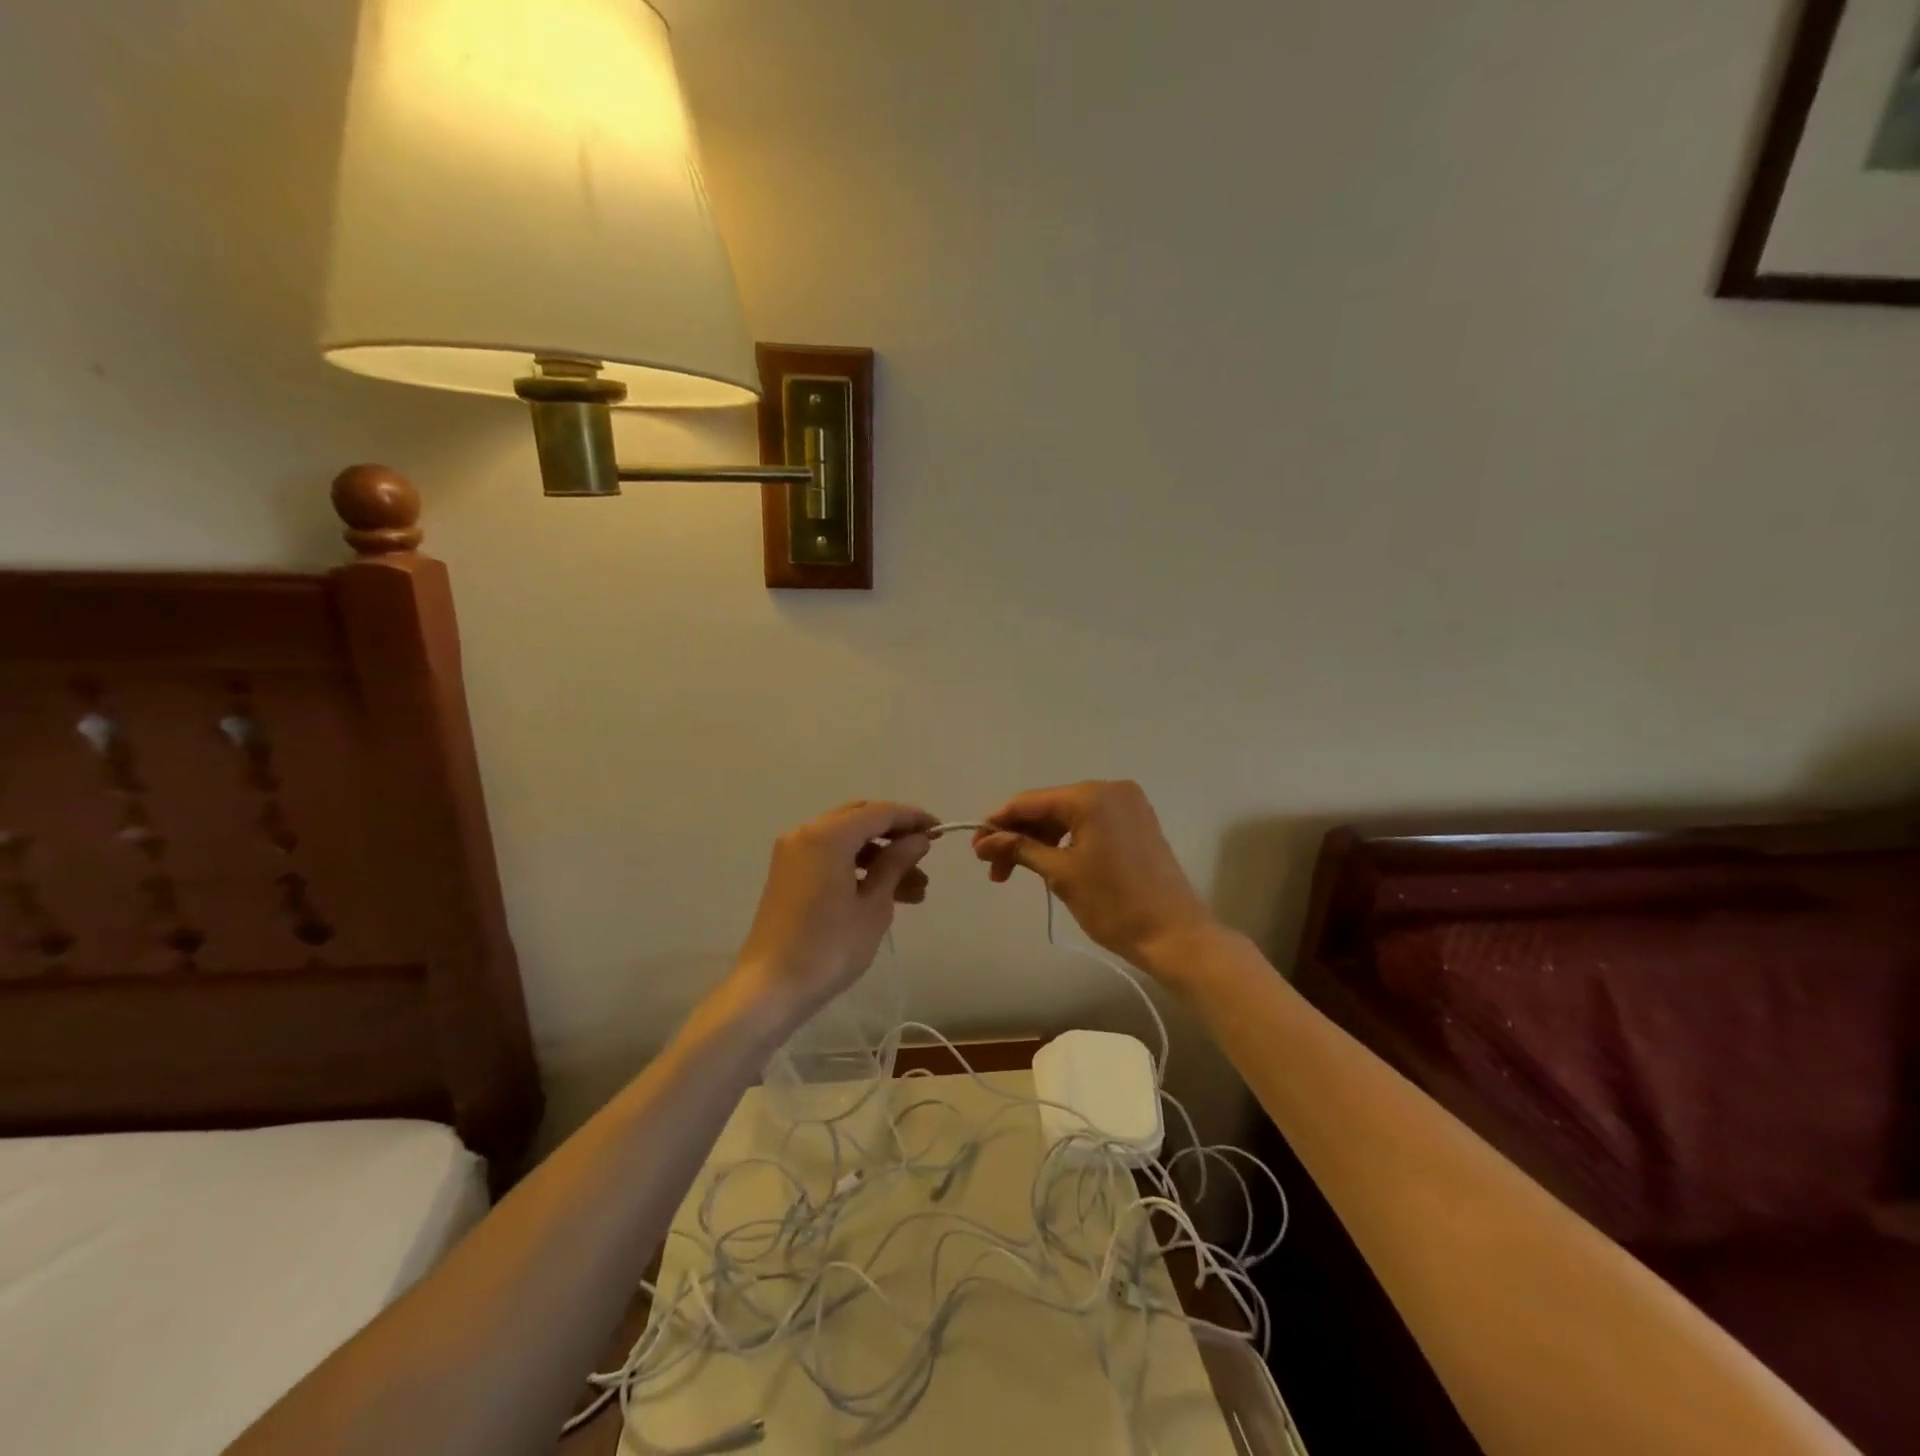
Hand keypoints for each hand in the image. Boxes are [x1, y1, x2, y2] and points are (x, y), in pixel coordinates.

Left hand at [731, 800, 935, 1025]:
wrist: (771, 987)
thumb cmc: (829, 947)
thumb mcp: (873, 905)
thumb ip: (896, 864)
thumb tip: (918, 839)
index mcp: (828, 835)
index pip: (880, 813)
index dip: (913, 818)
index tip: (941, 831)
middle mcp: (807, 833)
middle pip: (861, 820)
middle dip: (896, 837)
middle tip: (926, 857)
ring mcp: (794, 853)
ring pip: (848, 841)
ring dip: (881, 858)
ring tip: (918, 891)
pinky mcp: (790, 874)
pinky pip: (831, 857)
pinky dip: (859, 868)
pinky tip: (887, 893)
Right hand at [972, 781, 1216, 977]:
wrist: (1174, 934)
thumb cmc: (1114, 903)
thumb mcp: (1061, 874)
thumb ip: (1020, 849)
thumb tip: (984, 840)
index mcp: (1091, 796)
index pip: (1030, 802)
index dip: (999, 823)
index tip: (976, 848)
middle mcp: (1111, 789)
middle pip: (1049, 807)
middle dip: (1019, 836)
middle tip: (995, 870)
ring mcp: (1128, 805)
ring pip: (1069, 816)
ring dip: (1041, 841)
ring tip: (1019, 873)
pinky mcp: (1137, 823)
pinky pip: (1090, 823)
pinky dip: (1067, 841)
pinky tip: (1050, 863)